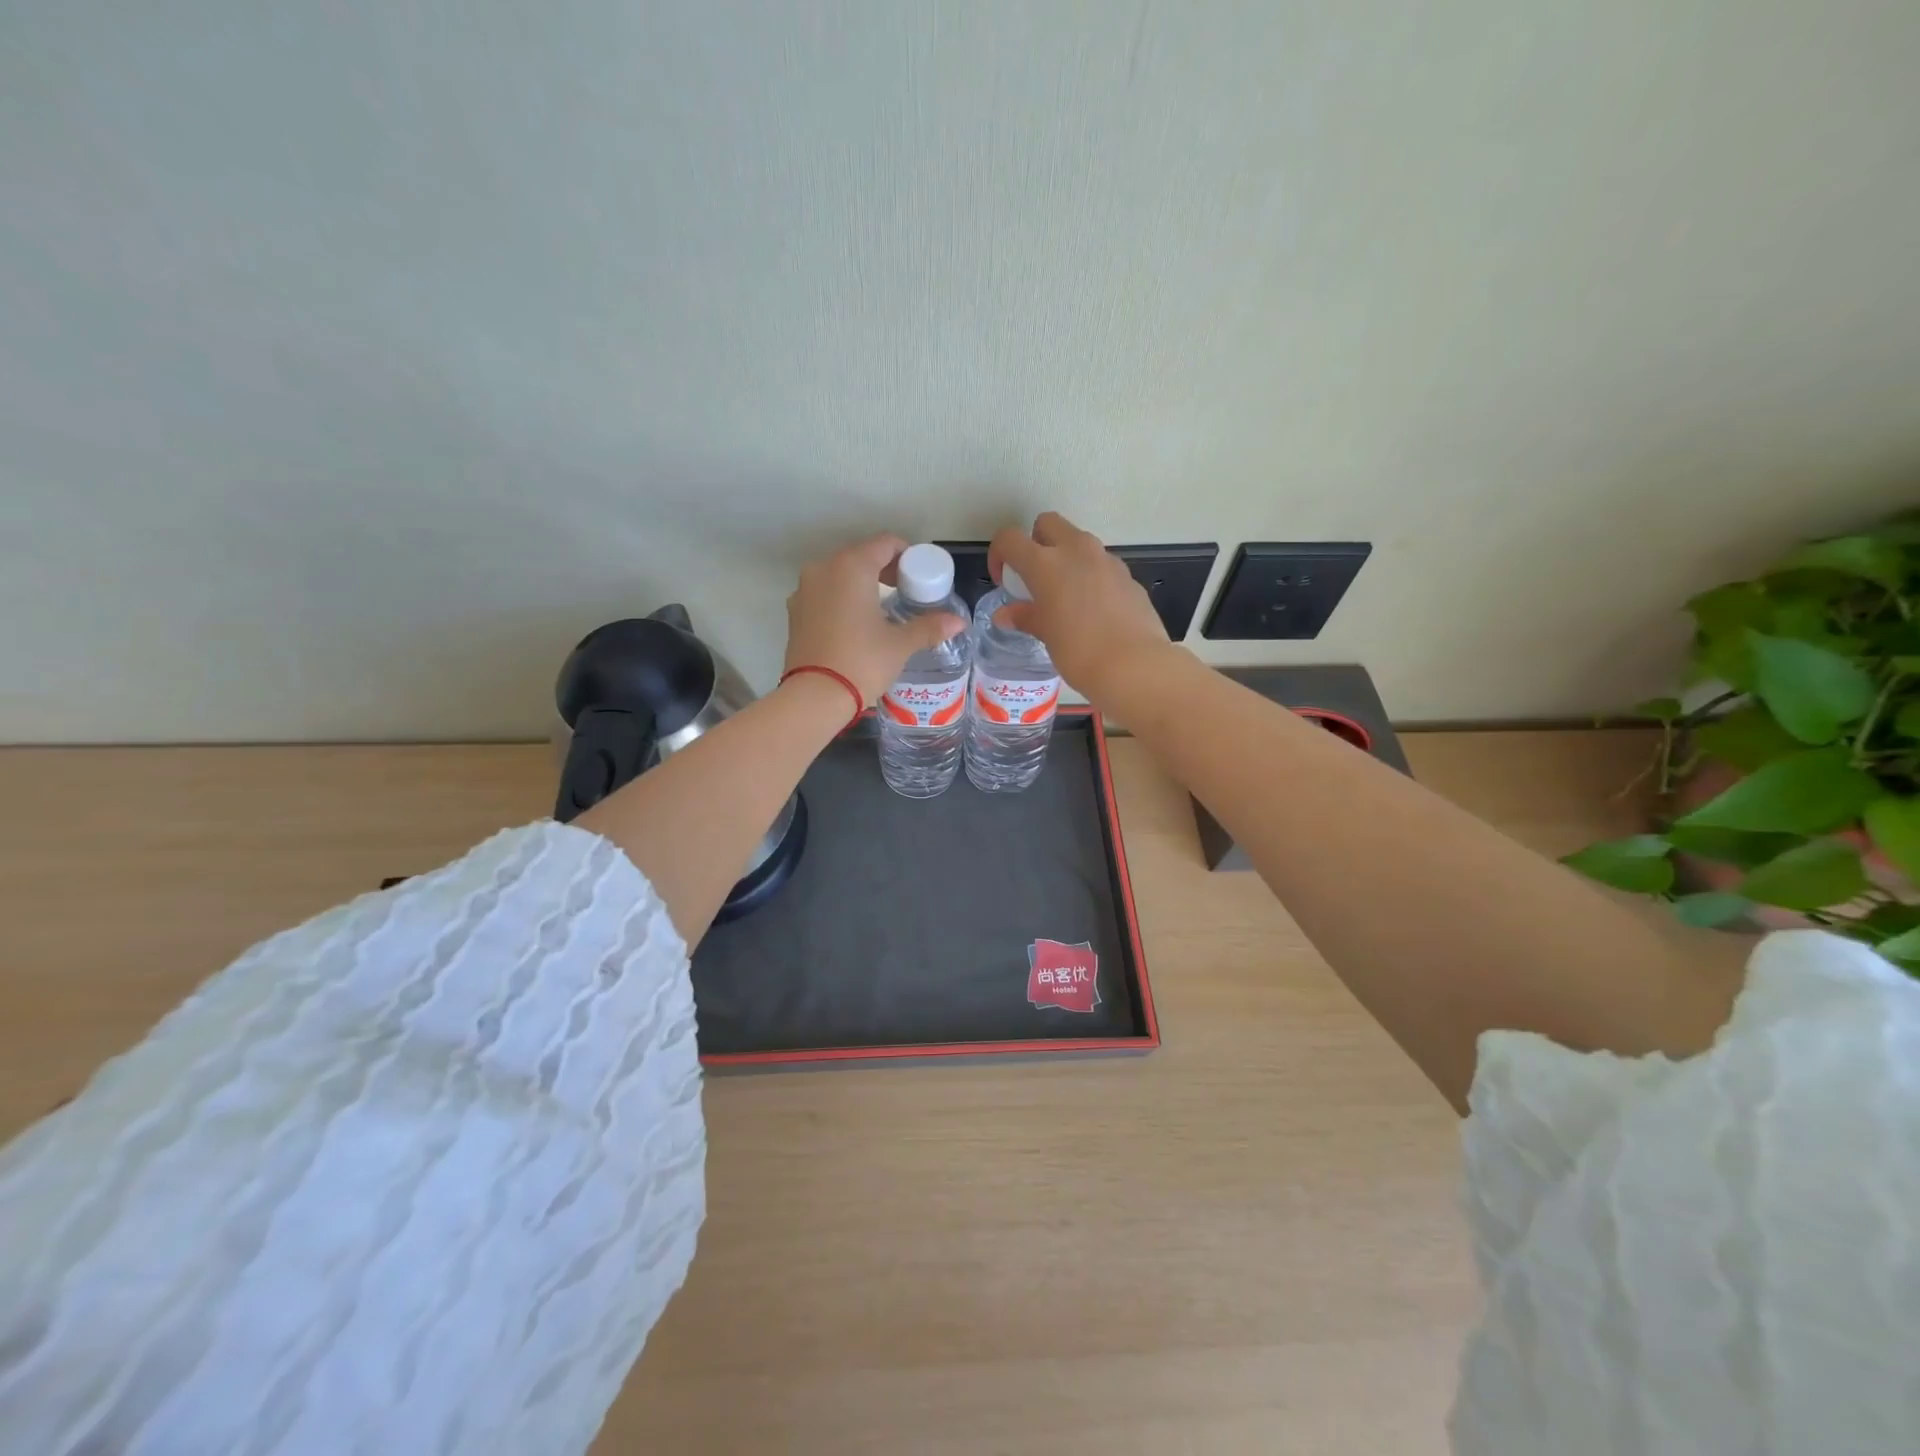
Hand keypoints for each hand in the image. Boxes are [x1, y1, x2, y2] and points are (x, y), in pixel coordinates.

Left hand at [784, 534, 966, 703]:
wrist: (814, 696)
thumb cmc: (862, 662)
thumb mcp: (900, 644)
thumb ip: (929, 627)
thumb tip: (958, 622)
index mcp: (852, 567)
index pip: (885, 543)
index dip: (907, 556)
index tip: (919, 576)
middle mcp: (823, 568)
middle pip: (860, 555)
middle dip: (884, 569)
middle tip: (905, 591)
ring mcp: (804, 589)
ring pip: (839, 574)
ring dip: (861, 583)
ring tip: (880, 608)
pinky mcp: (794, 611)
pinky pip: (823, 593)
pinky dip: (841, 598)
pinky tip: (854, 623)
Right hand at [988, 512, 1172, 701]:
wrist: (1134, 666)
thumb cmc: (1078, 651)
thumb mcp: (1045, 634)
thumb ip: (1025, 616)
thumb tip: (1006, 614)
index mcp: (1046, 563)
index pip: (1010, 539)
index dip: (999, 555)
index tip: (1004, 581)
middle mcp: (1077, 550)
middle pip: (1049, 524)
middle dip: (1036, 542)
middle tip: (1034, 577)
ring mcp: (1107, 561)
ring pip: (1079, 543)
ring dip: (1066, 559)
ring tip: (1065, 596)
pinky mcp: (1128, 577)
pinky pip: (1102, 566)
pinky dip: (1091, 577)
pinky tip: (1093, 611)